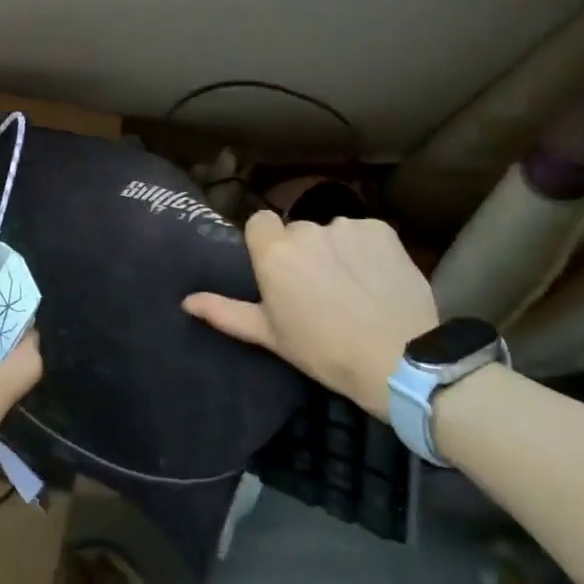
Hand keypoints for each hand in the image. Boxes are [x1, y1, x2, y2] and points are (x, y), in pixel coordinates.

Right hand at [184, 211, 438, 417]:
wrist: (398, 360)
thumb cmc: (324, 351)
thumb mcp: (270, 336)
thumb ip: (225, 311)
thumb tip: (186, 300)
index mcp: (274, 252)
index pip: (259, 222)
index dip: (268, 244)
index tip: (280, 272)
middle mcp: (306, 229)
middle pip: (298, 231)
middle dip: (305, 252)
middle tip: (320, 290)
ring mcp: (346, 226)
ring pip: (332, 232)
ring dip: (337, 251)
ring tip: (354, 288)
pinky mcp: (381, 230)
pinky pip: (365, 234)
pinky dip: (368, 252)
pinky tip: (378, 280)